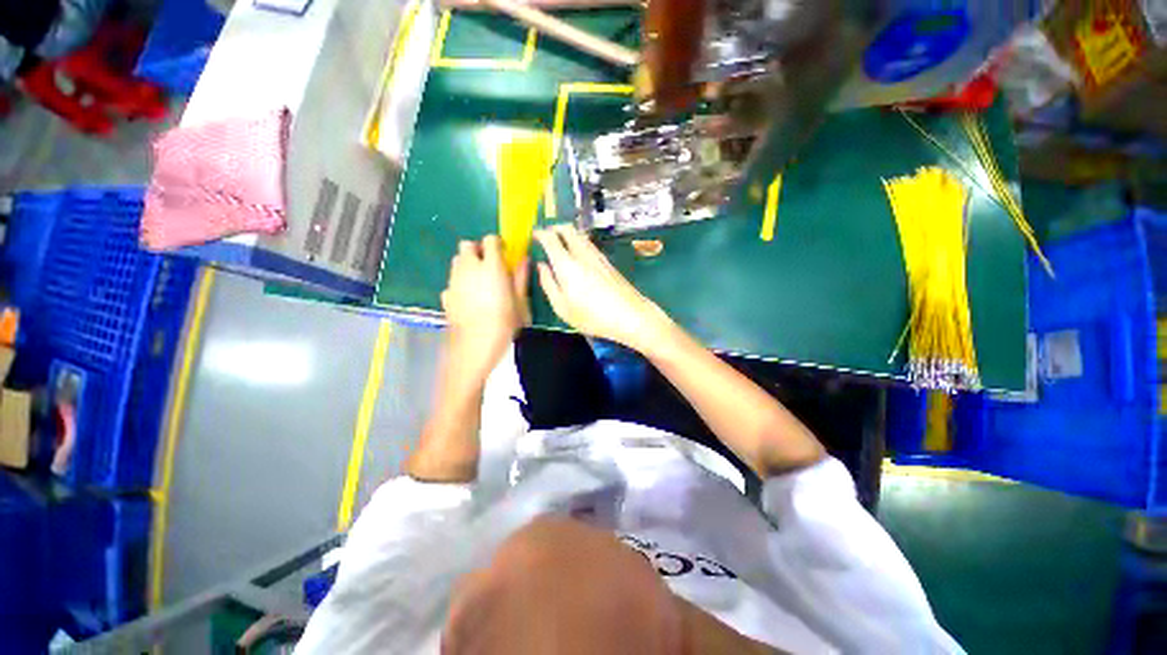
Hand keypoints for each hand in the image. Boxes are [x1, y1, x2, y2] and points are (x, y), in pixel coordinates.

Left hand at [442, 235, 528, 381]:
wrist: (474, 346)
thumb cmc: (504, 323)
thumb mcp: (520, 302)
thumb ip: (521, 277)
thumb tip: (524, 259)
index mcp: (491, 267)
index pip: (489, 240)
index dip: (497, 244)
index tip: (505, 254)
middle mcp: (469, 268)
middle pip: (467, 246)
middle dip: (478, 251)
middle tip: (490, 266)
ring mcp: (454, 281)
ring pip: (457, 261)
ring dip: (468, 264)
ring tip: (480, 282)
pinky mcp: (446, 295)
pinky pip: (452, 281)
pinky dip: (460, 283)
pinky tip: (469, 299)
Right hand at [534, 225, 672, 352]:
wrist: (629, 315)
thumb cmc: (591, 316)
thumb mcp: (562, 307)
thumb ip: (548, 284)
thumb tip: (542, 265)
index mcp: (566, 264)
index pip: (551, 239)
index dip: (540, 233)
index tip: (534, 235)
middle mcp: (582, 254)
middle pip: (568, 229)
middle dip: (555, 228)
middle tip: (547, 235)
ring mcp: (597, 256)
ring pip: (580, 235)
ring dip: (568, 234)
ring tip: (561, 243)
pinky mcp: (607, 262)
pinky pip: (589, 244)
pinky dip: (579, 242)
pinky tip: (578, 254)